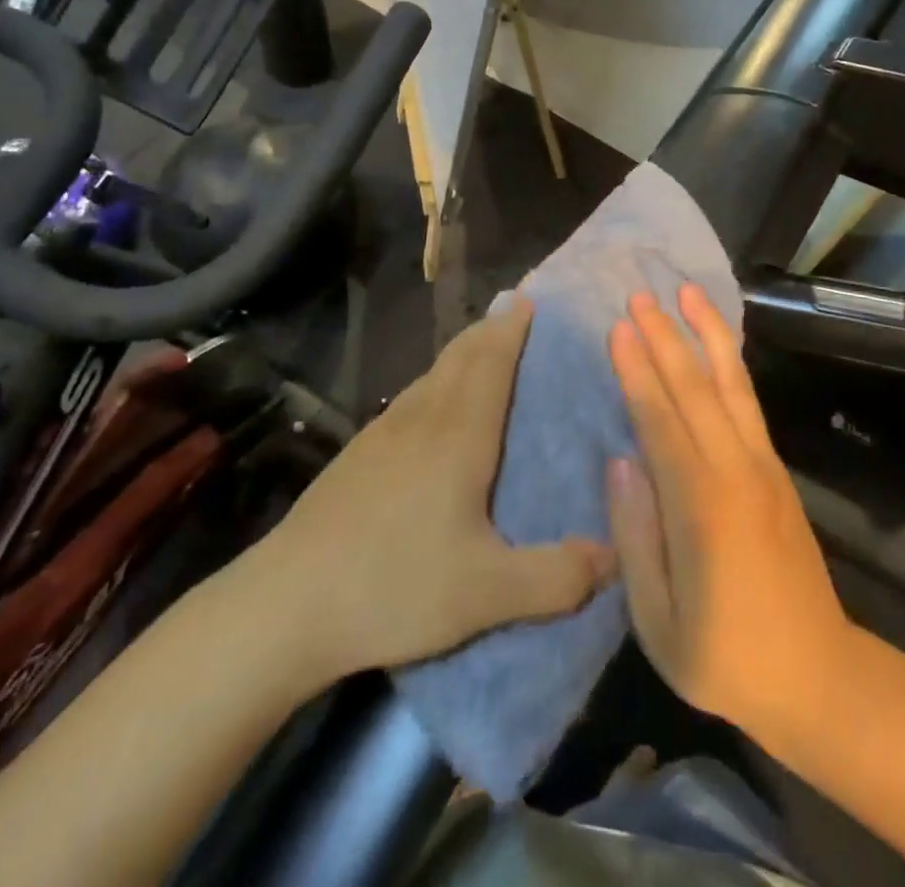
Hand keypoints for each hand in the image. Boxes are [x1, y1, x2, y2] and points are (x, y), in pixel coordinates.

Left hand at [247, 301, 614, 683]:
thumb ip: (557, 577)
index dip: (512, 329)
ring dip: (462, 352)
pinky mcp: (358, 455)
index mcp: (458, 437)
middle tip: (516, 313)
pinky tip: (434, 408)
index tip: (530, 300)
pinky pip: (411, 398)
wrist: (286, 604)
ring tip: (482, 348)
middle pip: (460, 357)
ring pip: (432, 374)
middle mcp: (422, 420)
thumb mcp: (487, 594)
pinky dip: (436, 381)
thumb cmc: (394, 586)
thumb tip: (618, 556)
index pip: (491, 363)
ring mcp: (383, 434)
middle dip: (490, 330)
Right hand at [606, 286, 850, 740]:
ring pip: (731, 383)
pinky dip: (731, 362)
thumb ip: (635, 536)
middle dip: (666, 337)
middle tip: (640, 294)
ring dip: (707, 333)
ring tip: (687, 291)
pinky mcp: (776, 470)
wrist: (819, 676)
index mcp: (701, 507)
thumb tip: (621, 460)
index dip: (638, 371)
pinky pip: (748, 401)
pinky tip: (718, 342)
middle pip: (696, 388)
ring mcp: (762, 465)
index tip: (618, 327)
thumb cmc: (726, 658)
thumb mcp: (658, 621)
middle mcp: (735, 470)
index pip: (660, 421)